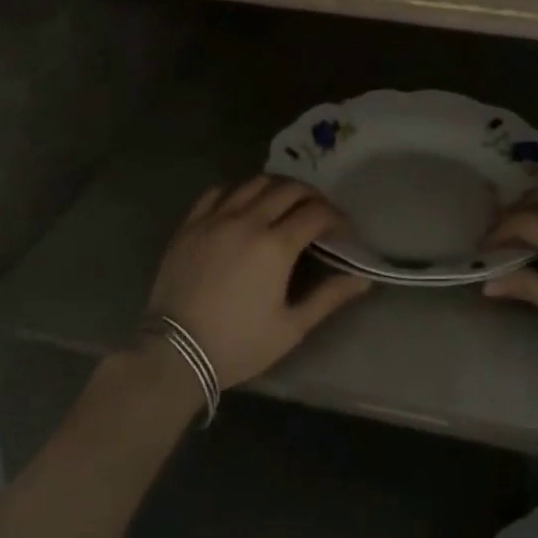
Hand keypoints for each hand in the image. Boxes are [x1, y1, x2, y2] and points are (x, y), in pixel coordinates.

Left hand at [146, 177, 369, 389]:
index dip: (337, 218)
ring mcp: (216, 219)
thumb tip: (363, 279)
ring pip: (254, 183)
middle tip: (319, 215)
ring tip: (284, 205)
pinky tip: (243, 206)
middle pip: (289, 189)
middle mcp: (248, 221)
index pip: (317, 213)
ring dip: (278, 188)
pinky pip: (218, 192)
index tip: (343, 231)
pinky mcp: (190, 225)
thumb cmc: (238, 344)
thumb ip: (329, 298)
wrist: (174, 354)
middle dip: (312, 197)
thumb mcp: (291, 328)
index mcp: (276, 246)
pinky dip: (238, 192)